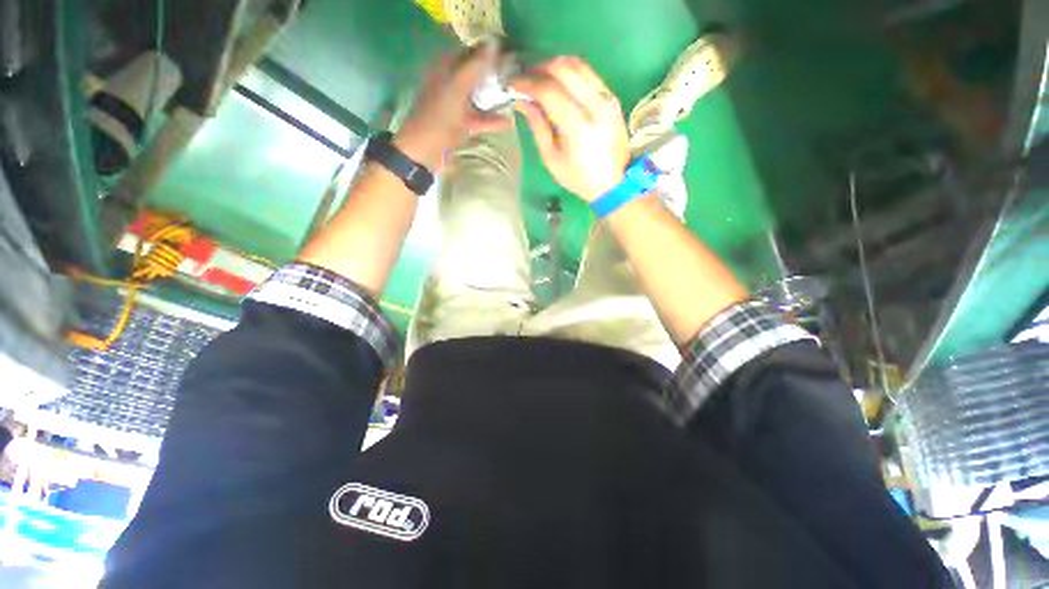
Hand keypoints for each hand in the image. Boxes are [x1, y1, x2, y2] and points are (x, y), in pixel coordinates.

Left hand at [395, 44, 510, 171]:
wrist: (424, 153)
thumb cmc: (437, 119)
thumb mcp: (455, 90)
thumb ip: (473, 68)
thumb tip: (493, 44)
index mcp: (444, 71)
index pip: (466, 52)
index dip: (485, 50)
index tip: (505, 52)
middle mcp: (450, 85)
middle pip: (474, 74)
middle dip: (493, 74)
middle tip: (514, 74)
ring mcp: (456, 106)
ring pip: (478, 97)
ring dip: (494, 97)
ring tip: (514, 95)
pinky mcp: (461, 125)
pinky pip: (479, 119)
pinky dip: (492, 120)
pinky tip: (508, 121)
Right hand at [511, 57, 629, 201]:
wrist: (613, 184)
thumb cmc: (579, 178)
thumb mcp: (552, 160)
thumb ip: (538, 127)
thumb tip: (524, 101)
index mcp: (578, 126)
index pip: (549, 91)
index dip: (528, 83)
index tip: (514, 84)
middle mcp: (595, 106)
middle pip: (565, 69)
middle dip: (541, 68)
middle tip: (527, 78)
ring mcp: (607, 99)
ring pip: (579, 66)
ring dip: (556, 66)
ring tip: (542, 77)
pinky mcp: (613, 99)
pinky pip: (590, 75)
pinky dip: (572, 74)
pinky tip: (561, 84)